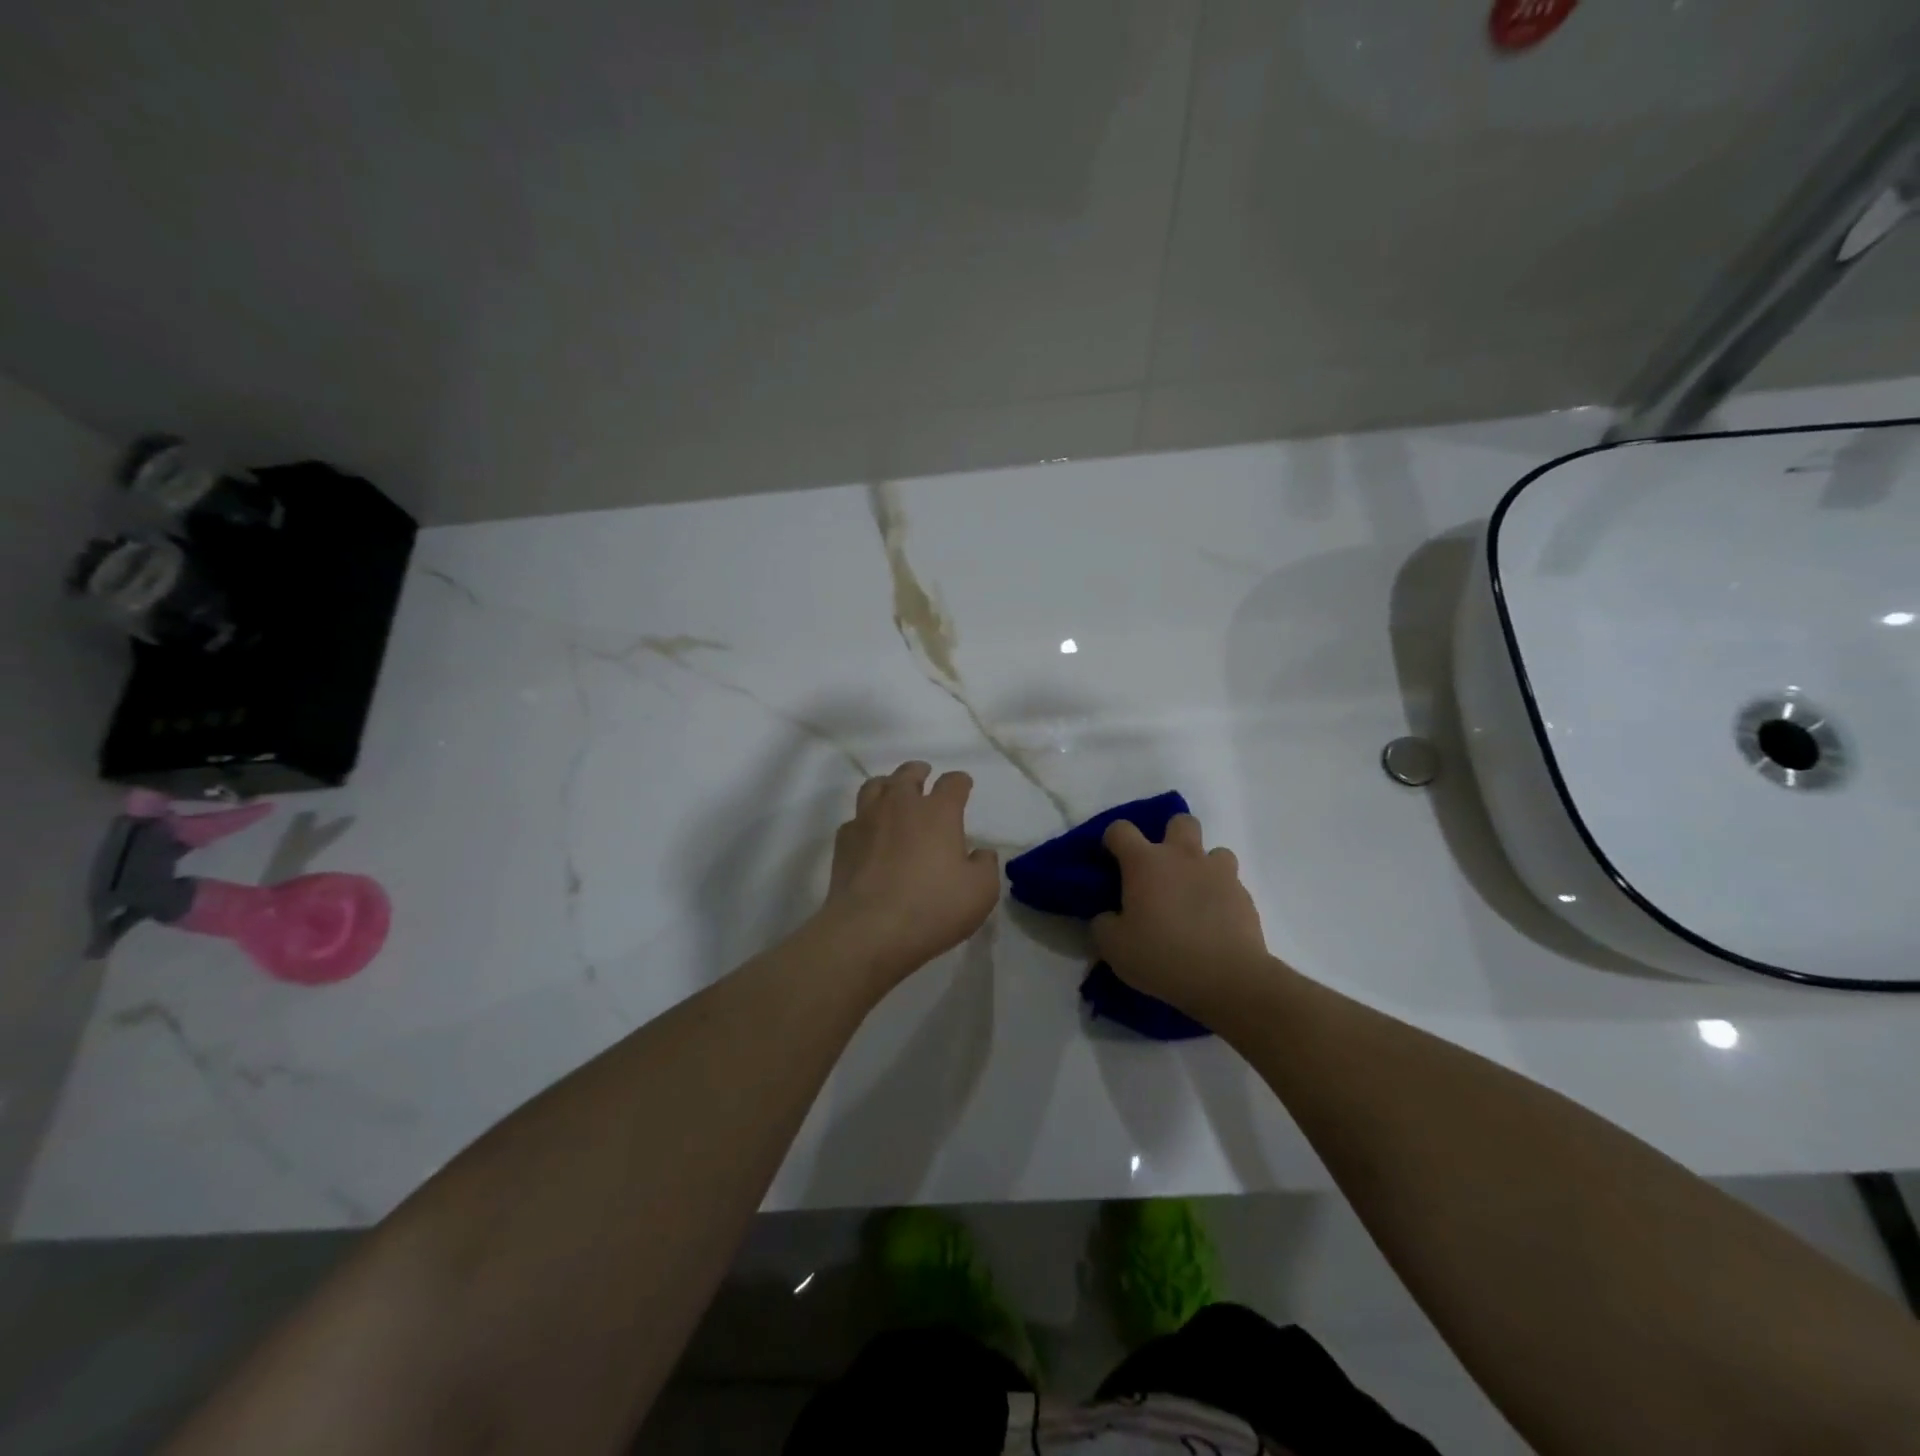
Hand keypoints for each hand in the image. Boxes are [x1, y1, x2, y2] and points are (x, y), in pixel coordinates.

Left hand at [815, 762, 999, 985]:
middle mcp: (901, 805)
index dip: (960, 782)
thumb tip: (980, 853)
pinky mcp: (844, 841)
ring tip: (892, 793)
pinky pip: (855, 818)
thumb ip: (985, 866)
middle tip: (924, 775)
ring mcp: (867, 820)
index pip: (953, 783)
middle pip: (909, 774)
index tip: (963, 786)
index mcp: (939, 812)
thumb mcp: (981, 892)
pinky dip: (865, 820)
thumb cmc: (933, 907)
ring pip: (875, 786)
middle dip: (920, 772)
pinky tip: (869, 833)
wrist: (870, 930)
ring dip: (888, 785)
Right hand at [1091, 814, 1281, 1019]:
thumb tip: (1108, 916)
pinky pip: (1230, 885)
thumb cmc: (1162, 956)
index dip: (1112, 840)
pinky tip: (1213, 922)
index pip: (1121, 829)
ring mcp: (1219, 873)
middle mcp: (1183, 857)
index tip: (1111, 860)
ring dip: (1202, 866)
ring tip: (1193, 895)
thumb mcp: (1113, 947)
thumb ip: (1103, 924)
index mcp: (1145, 862)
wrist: (1228, 979)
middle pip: (1180, 822)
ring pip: (1214, 851)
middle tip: (1161, 869)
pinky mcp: (1245, 896)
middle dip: (1170, 836)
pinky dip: (1220, 896)